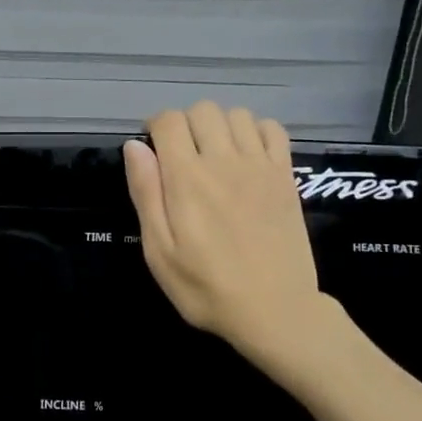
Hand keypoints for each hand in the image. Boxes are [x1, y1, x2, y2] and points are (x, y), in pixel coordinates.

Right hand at [123, 103, 325, 362]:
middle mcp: (224, 161)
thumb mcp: (159, 251)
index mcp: (187, 178)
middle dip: (185, 124)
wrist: (274, 310)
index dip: (155, 128)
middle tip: (181, 156)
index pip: (169, 121)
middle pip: (203, 110)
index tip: (153, 151)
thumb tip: (135, 146)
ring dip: (219, 126)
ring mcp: (260, 166)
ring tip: (213, 155)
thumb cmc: (205, 287)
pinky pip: (273, 129)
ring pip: (237, 114)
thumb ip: (146, 193)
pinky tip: (247, 156)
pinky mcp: (286, 176)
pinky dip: (256, 131)